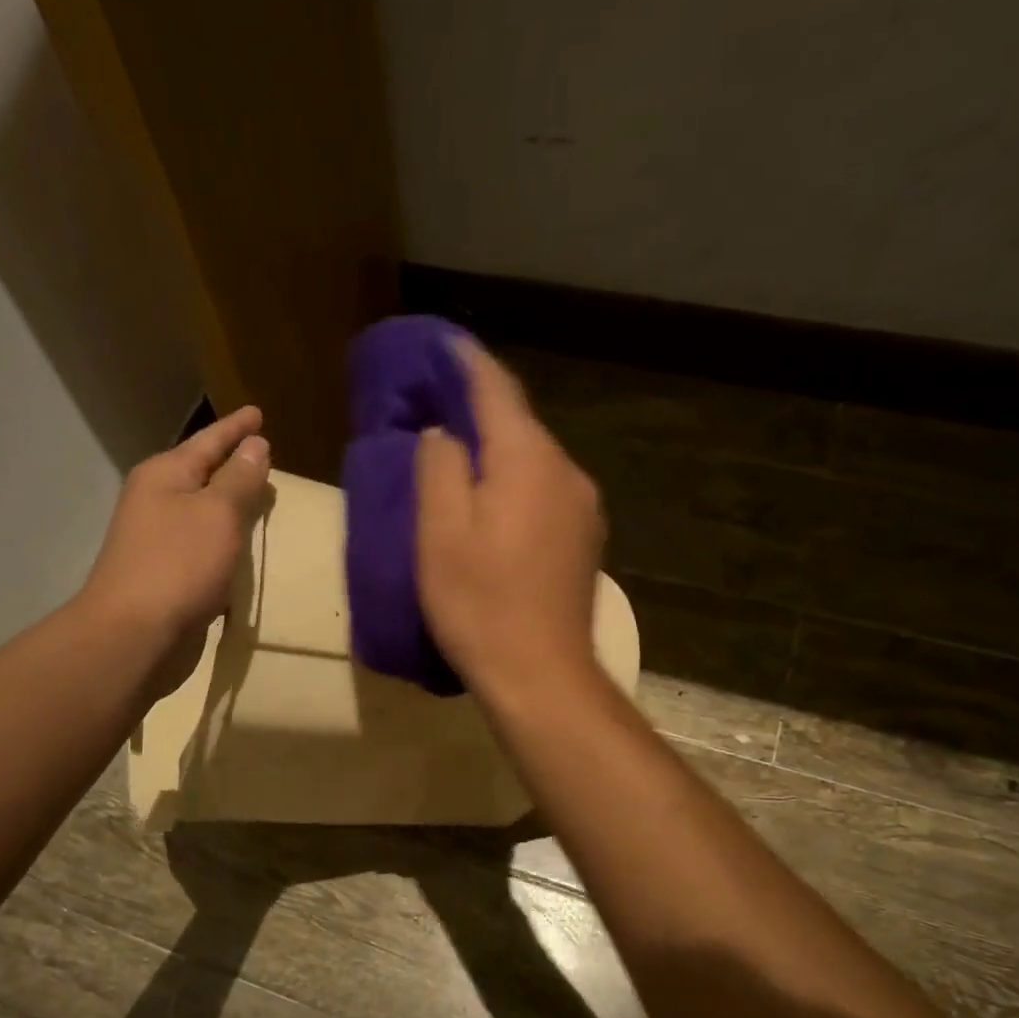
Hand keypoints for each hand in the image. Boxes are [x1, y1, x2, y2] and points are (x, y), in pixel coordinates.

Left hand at [80, 405, 269, 649]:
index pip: (209, 441)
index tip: (258, 412)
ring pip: (203, 515)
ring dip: (230, 509)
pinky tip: (243, 552)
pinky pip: (204, 550)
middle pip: (202, 476)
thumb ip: (240, 480)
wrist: (135, 636)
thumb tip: (255, 446)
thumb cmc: (178, 565)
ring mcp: (158, 542)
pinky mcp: (167, 578)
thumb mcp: (218, 514)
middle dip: (233, 467)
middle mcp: (156, 503)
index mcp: (164, 476)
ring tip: (261, 502)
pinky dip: (225, 546)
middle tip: (265, 457)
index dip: (236, 428)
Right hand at [416, 342, 604, 700]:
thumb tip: (445, 433)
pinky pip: (544, 492)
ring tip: (458, 459)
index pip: (495, 388)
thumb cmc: (479, 604)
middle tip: (434, 405)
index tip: (438, 342)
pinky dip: (514, 485)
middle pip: (518, 423)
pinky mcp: (584, 540)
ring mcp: (583, 508)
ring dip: (497, 452)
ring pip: (532, 460)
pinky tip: (493, 507)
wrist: (541, 675)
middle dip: (478, 408)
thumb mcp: (439, 532)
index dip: (463, 361)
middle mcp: (566, 471)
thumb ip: (439, 467)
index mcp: (527, 459)